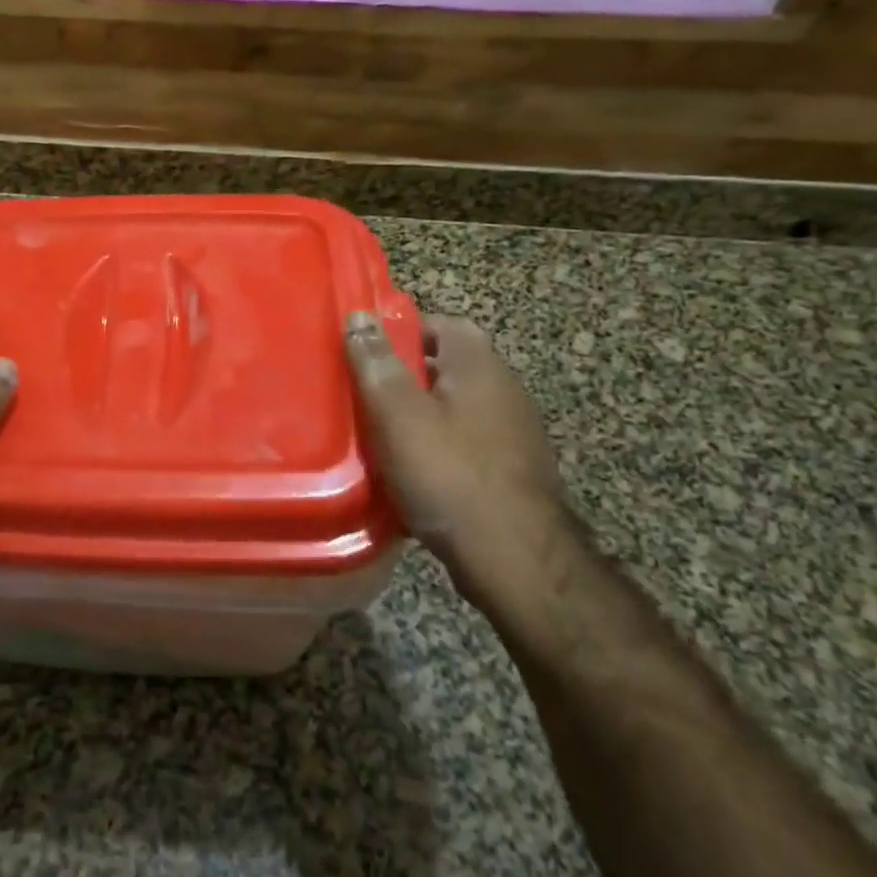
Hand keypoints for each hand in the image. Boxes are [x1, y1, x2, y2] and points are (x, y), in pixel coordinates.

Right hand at [344, 310, 580, 626]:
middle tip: (360, 390)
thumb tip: (360, 315)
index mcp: (479, 365)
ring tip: (375, 431)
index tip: (362, 347)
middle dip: (403, 375)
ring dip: (417, 415)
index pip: (439, 324)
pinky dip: (435, 448)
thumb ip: (377, 363)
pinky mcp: (511, 471)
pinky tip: (407, 471)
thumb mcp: (399, 413)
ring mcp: (513, 433)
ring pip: (452, 408)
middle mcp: (504, 390)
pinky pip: (462, 444)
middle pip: (445, 367)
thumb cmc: (450, 475)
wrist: (516, 560)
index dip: (399, 329)